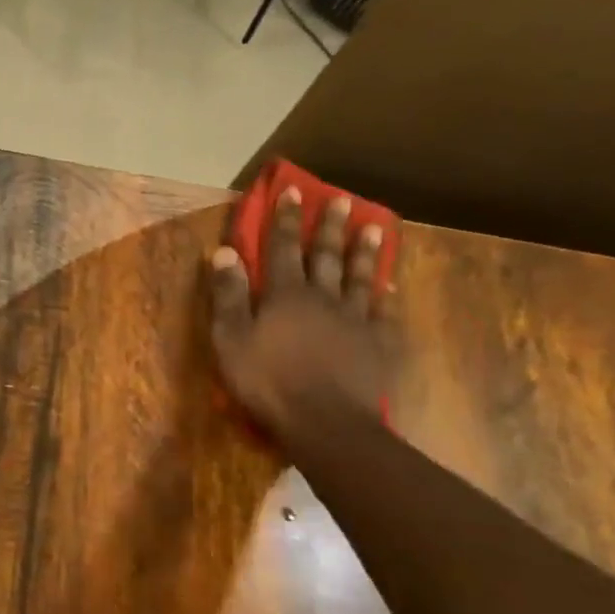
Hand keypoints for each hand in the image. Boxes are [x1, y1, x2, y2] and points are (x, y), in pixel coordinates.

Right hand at [206, 186, 393, 440]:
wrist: (324, 421)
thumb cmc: (266, 381)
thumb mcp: (231, 339)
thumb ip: (228, 295)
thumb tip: (224, 252)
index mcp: (285, 295)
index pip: (283, 248)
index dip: (286, 220)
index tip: (292, 192)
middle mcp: (323, 298)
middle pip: (326, 255)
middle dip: (330, 226)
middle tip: (340, 199)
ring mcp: (354, 320)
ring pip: (360, 277)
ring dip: (364, 252)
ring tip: (374, 228)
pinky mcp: (376, 345)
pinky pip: (382, 313)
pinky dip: (385, 297)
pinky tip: (390, 287)